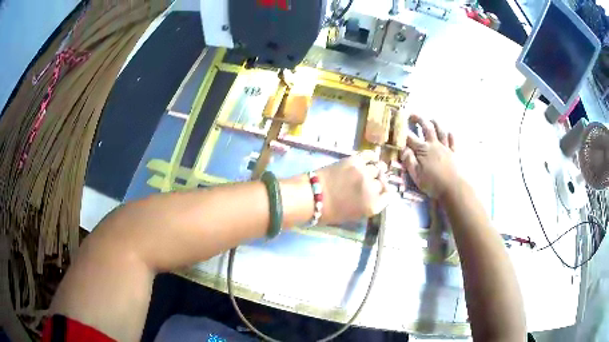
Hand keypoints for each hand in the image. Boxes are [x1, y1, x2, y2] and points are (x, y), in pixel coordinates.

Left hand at [316, 151, 389, 223]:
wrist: (311, 197)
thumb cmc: (329, 212)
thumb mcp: (353, 215)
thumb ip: (368, 205)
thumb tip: (375, 194)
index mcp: (372, 206)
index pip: (389, 196)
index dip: (385, 192)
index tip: (381, 190)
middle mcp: (372, 189)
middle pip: (382, 182)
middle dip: (377, 182)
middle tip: (369, 182)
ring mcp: (364, 173)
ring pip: (377, 168)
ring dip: (374, 170)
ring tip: (368, 170)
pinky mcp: (355, 161)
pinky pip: (369, 156)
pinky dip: (372, 157)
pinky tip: (370, 159)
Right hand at [401, 115, 458, 198]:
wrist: (453, 188)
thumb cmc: (433, 183)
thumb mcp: (416, 175)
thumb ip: (409, 161)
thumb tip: (403, 149)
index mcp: (423, 150)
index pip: (410, 137)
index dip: (402, 130)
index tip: (396, 124)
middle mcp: (434, 145)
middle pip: (426, 128)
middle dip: (418, 119)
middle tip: (412, 115)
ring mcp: (445, 147)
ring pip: (440, 131)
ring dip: (435, 123)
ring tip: (430, 119)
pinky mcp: (454, 153)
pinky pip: (452, 140)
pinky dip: (450, 135)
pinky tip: (448, 132)